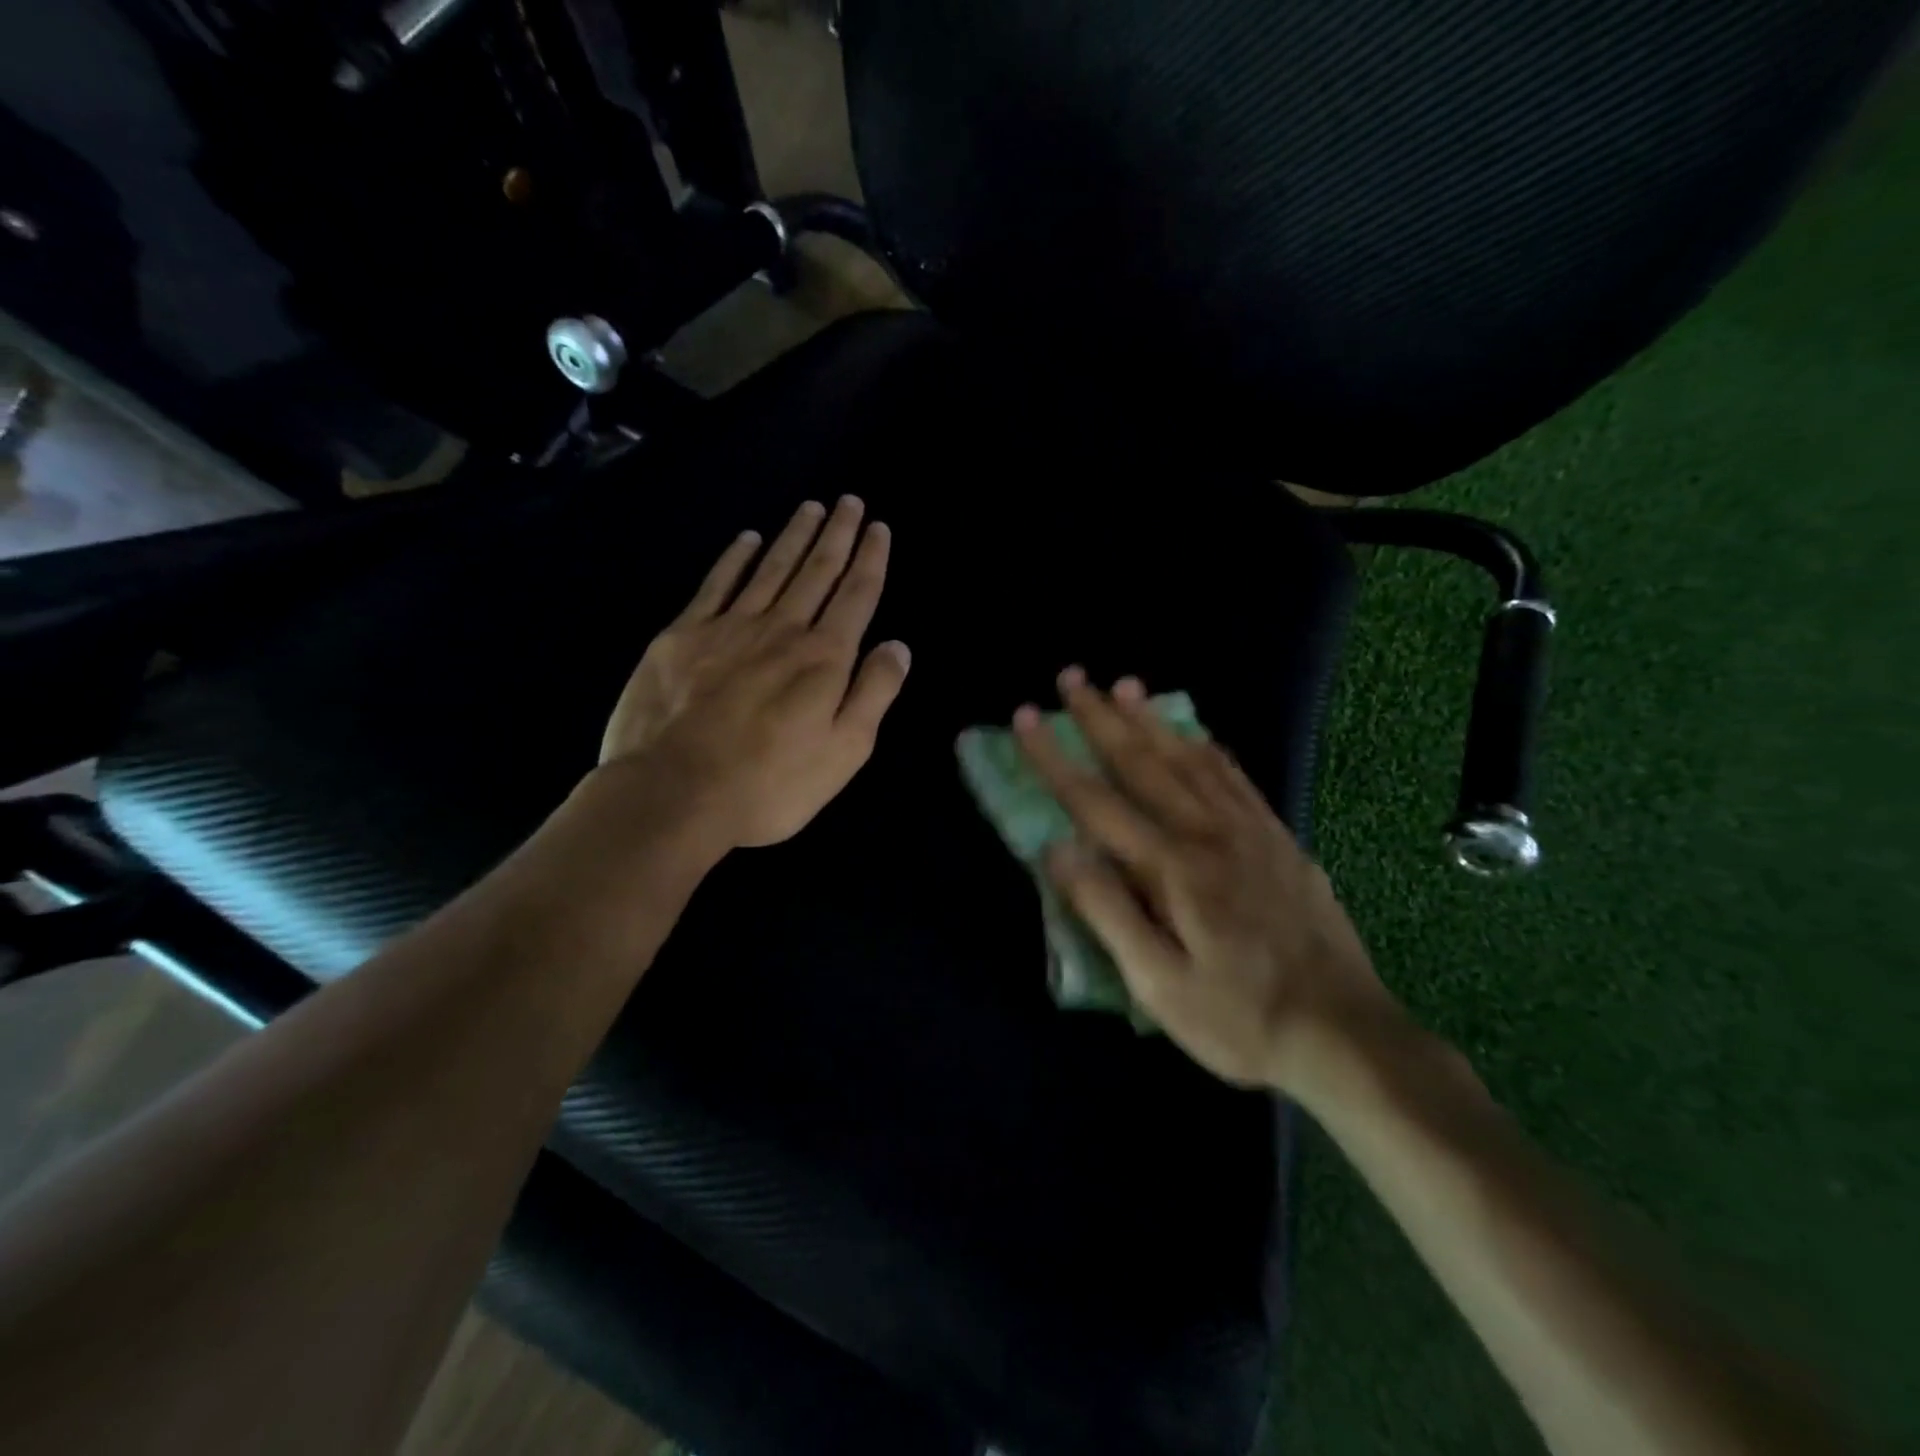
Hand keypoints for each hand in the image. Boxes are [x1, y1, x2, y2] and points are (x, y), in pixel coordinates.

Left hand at [598, 497, 910, 848]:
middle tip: (849, 502)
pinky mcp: (683, 636)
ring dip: (793, 536)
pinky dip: (734, 559)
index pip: (856, 596)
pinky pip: (716, 584)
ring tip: (811, 507)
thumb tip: (897, 646)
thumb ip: (874, 693)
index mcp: (824, 659)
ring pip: (770, 569)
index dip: (871, 559)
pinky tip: (746, 539)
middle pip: (816, 571)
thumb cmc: (770, 784)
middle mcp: (782, 630)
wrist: (673, 793)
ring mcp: (729, 628)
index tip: (878, 527)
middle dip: (837, 535)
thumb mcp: (844, 752)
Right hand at [1014, 669, 1396, 1092]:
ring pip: (1190, 759)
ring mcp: (1250, 832)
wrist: (1345, 1035)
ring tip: (1125, 686)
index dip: (1055, 758)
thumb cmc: (1239, 1020)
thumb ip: (1107, 911)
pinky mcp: (1279, 840)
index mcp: (1173, 868)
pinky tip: (1196, 734)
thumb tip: (1058, 849)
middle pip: (1143, 762)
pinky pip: (1236, 778)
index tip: (1026, 717)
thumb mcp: (1159, 985)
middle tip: (1071, 678)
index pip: (1096, 801)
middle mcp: (1209, 833)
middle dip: (1100, 717)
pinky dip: (1207, 748)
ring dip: (1151, 720)